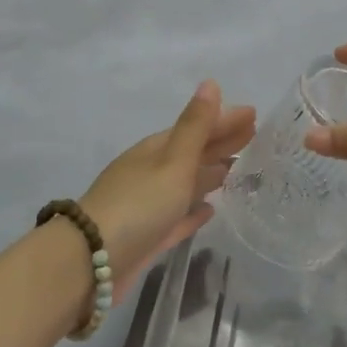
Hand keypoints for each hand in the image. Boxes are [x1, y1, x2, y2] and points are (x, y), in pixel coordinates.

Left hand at [80, 81, 255, 297]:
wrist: (91, 263)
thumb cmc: (138, 205)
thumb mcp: (172, 161)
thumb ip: (195, 126)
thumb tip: (210, 83)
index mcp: (156, 151)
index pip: (197, 128)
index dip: (224, 120)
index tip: (254, 114)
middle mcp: (151, 173)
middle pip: (192, 153)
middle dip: (221, 142)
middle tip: (254, 136)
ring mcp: (148, 205)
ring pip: (186, 184)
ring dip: (210, 174)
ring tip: (238, 169)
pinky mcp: (149, 237)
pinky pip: (178, 217)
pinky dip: (195, 210)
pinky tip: (210, 210)